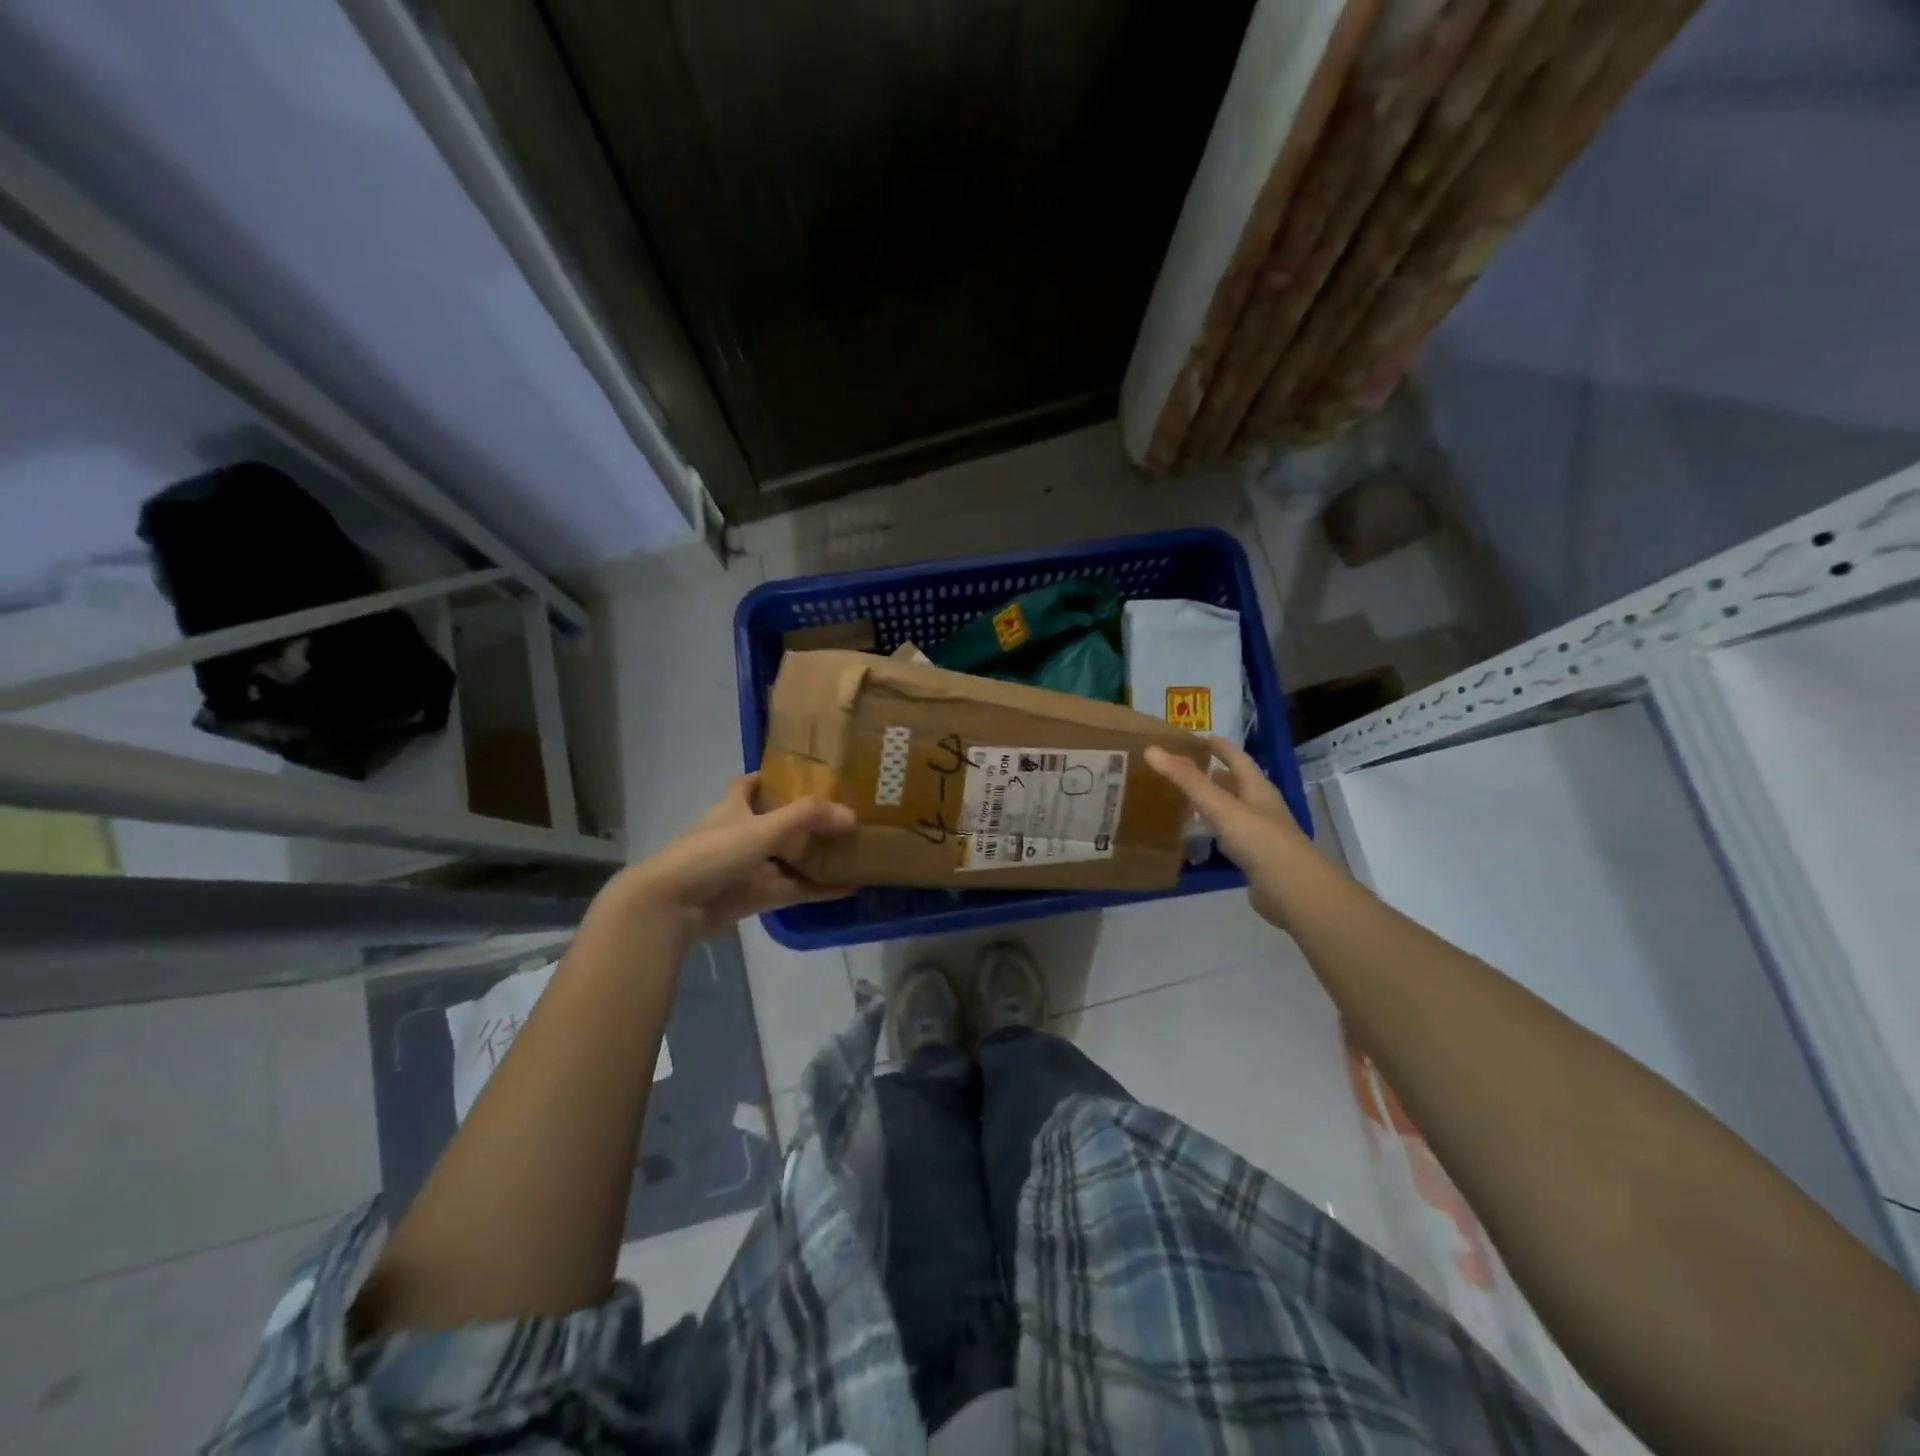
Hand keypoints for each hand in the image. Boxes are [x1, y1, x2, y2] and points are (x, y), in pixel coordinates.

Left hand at [609, 775, 855, 946]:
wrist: (673, 906)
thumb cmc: (712, 853)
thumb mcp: (762, 828)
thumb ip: (807, 818)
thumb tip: (852, 815)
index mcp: (734, 807)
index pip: (751, 784)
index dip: (773, 776)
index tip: (806, 773)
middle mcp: (741, 834)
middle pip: (777, 821)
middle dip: (807, 818)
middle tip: (845, 812)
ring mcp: (748, 867)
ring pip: (788, 857)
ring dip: (816, 855)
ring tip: (854, 848)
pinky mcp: (755, 897)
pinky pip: (793, 889)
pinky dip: (818, 889)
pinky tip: (848, 887)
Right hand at [1145, 736, 1320, 929]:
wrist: (1292, 890)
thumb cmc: (1258, 840)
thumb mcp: (1220, 806)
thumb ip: (1187, 780)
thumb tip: (1151, 749)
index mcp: (1258, 789)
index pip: (1238, 759)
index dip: (1220, 747)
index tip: (1199, 738)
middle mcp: (1262, 807)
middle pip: (1237, 784)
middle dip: (1215, 774)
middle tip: (1186, 768)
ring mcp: (1261, 835)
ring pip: (1234, 811)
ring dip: (1215, 804)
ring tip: (1188, 799)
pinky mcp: (1256, 859)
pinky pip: (1231, 838)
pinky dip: (1216, 832)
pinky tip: (1202, 837)